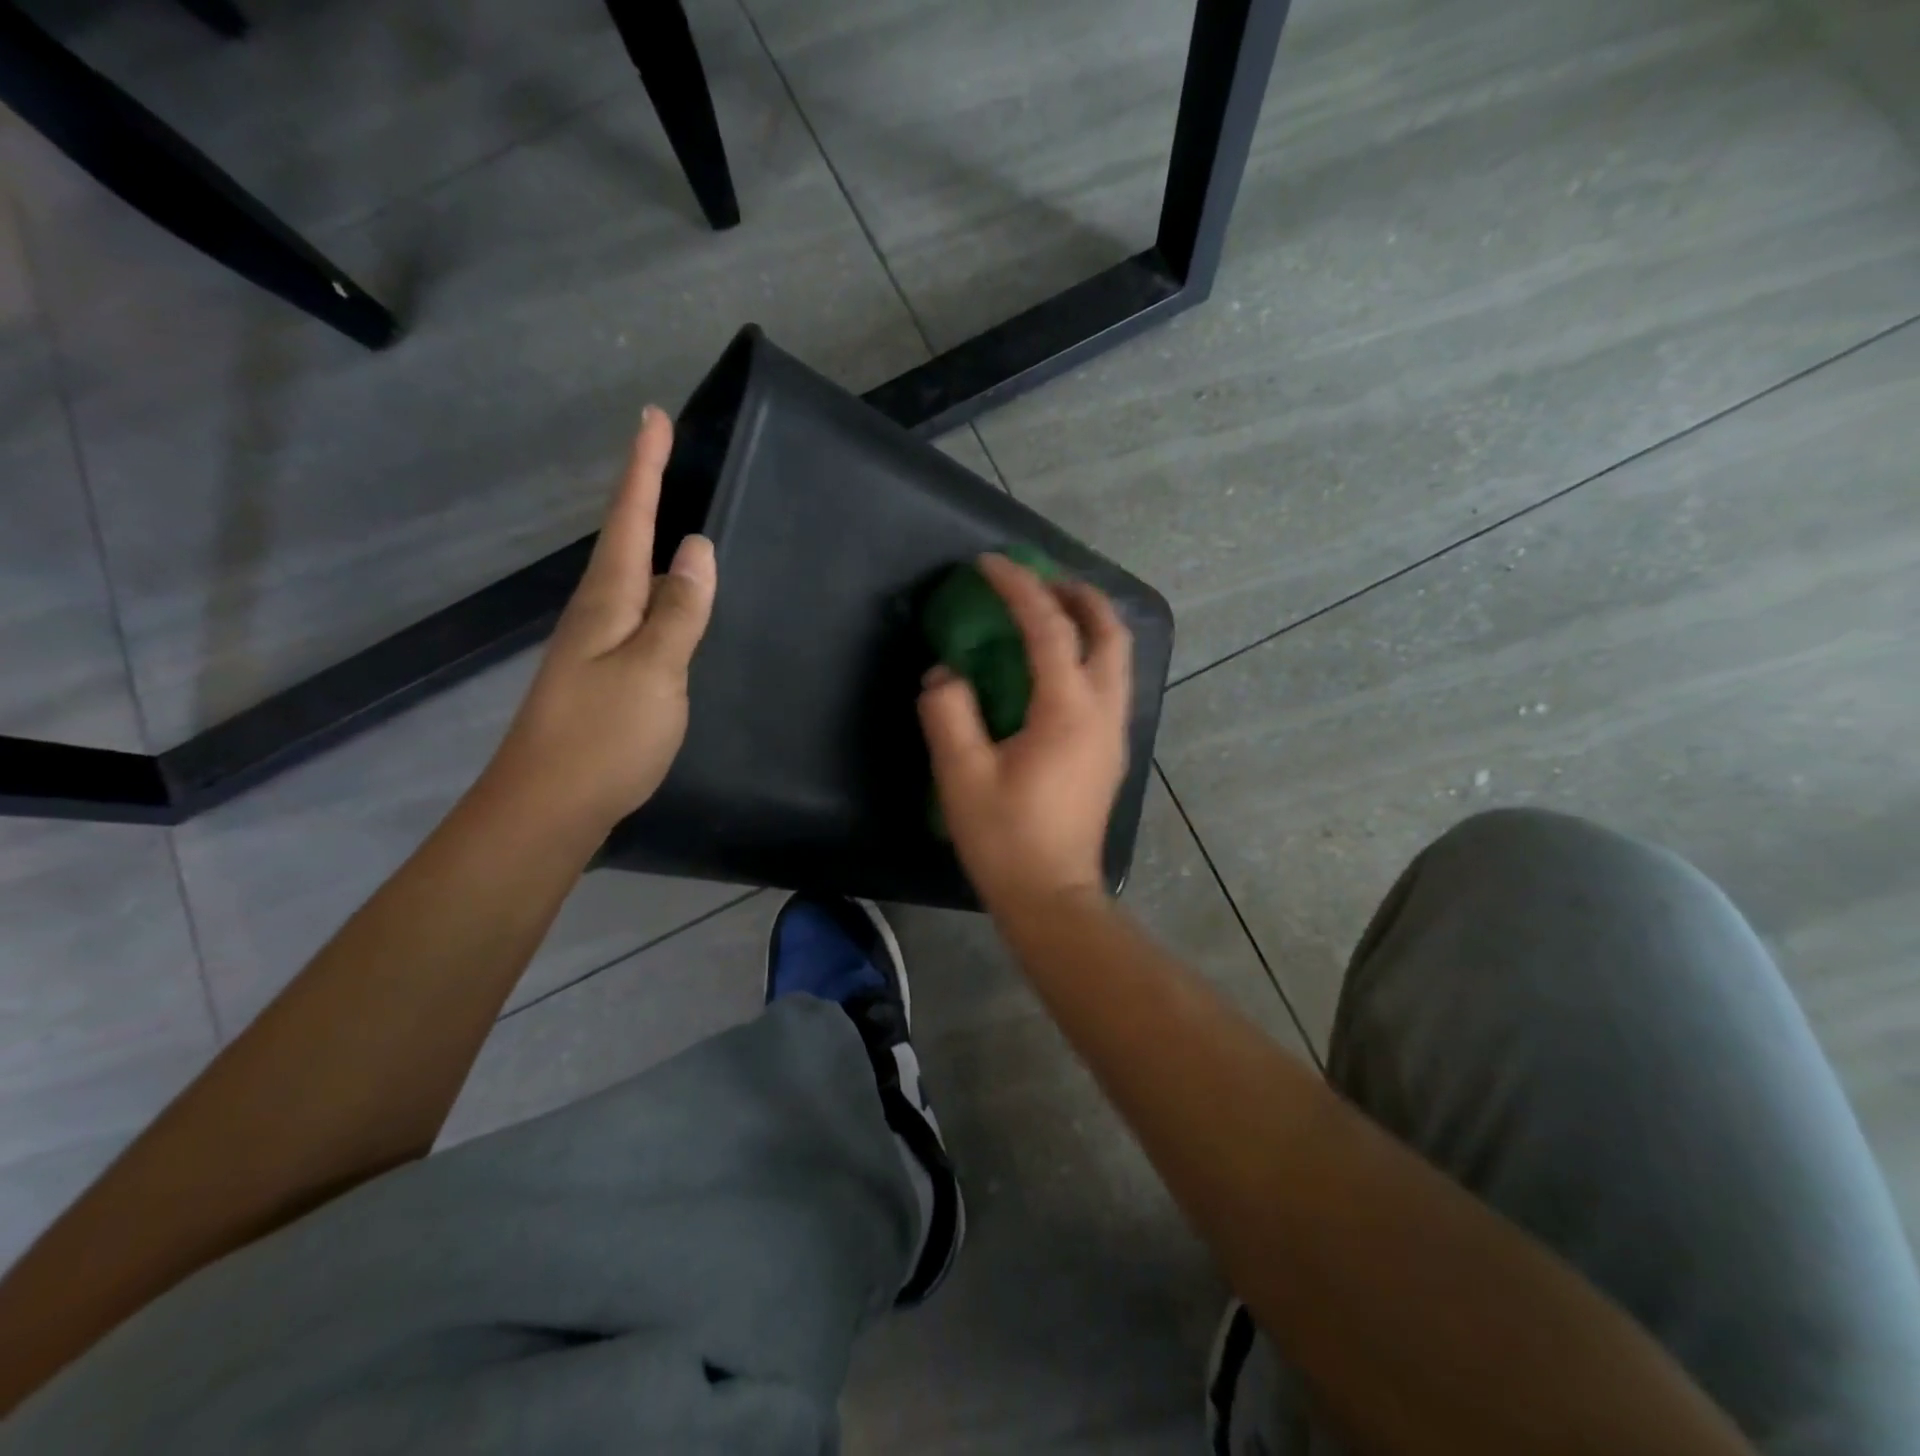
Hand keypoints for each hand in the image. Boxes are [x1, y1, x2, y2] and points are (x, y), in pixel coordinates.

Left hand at [487, 407, 716, 833]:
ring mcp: (596, 647)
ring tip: (669, 511)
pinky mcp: (604, 676)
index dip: (644, 467)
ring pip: (628, 577)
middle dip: (642, 490)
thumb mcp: (655, 670)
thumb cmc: (605, 736)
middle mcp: (596, 614)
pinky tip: (666, 599)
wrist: (548, 807)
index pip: (630, 520)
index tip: (654, 415)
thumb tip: (697, 547)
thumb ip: (680, 610)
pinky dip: (654, 589)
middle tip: (664, 452)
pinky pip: (635, 614)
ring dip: (646, 538)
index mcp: (608, 602)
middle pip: (623, 539)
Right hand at [918, 553, 1132, 916]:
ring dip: (1089, 623)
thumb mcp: (963, 775)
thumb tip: (945, 675)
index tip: (990, 563)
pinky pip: (1111, 683)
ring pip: (1117, 658)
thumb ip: (949, 713)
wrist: (1052, 897)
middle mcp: (1103, 713)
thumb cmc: (1006, 839)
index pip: (1049, 628)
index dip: (1019, 588)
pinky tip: (1058, 667)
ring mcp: (1114, 734)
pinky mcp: (1110, 753)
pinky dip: (1090, 654)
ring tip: (1051, 610)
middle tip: (1040, 578)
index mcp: (1068, 711)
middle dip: (1078, 594)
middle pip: (1108, 632)